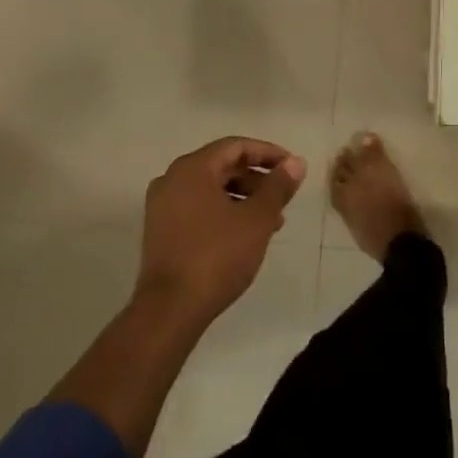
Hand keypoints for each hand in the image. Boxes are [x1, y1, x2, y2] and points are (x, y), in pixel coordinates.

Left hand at [136, 137, 306, 323]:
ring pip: (211, 189)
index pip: (236, 146)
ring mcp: (162, 207)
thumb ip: (278, 187)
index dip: (268, 153)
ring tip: (271, 221)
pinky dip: (224, 212)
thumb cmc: (216, 256)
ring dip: (243, 198)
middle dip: (257, 179)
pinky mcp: (161, 231)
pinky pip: (198, 208)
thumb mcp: (257, 219)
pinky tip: (245, 235)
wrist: (170, 311)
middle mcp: (172, 180)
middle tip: (283, 196)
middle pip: (222, 166)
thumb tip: (296, 162)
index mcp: (193, 168)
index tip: (292, 167)